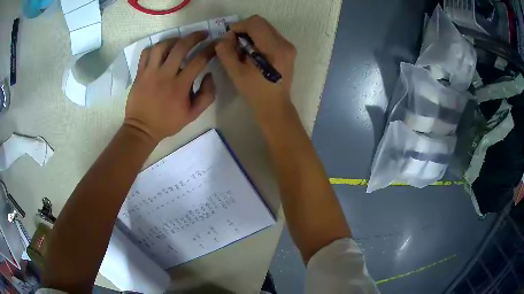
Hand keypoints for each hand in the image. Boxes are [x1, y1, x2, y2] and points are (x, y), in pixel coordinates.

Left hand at [125, 32, 215, 142]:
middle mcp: (165, 75)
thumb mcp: (193, 114)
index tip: (216, 43)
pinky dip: (155, 47)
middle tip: (202, 34)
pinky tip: (161, 50)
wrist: (142, 129)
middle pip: (181, 47)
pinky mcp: (140, 73)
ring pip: (162, 46)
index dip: (210, 49)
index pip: (199, 60)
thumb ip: (207, 95)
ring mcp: (150, 72)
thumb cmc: (168, 122)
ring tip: (179, 41)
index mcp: (180, 86)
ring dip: (174, 40)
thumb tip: (209, 74)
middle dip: (194, 37)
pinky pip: (146, 53)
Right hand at [215, 15, 296, 117]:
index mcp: (274, 49)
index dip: (239, 26)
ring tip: (243, 50)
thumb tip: (225, 37)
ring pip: (265, 28)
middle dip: (244, 30)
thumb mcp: (236, 73)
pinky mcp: (288, 50)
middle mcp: (285, 43)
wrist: (274, 106)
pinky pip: (270, 35)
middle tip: (234, 44)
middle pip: (261, 23)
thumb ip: (226, 52)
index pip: (255, 23)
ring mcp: (288, 46)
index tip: (229, 39)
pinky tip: (252, 53)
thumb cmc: (255, 92)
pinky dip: (258, 39)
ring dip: (251, 34)